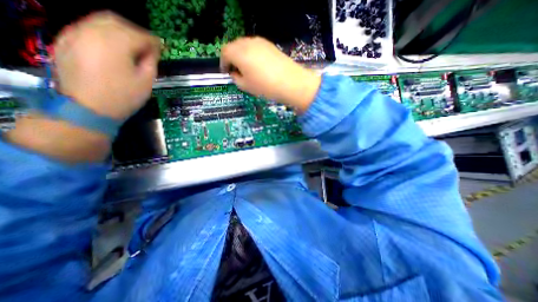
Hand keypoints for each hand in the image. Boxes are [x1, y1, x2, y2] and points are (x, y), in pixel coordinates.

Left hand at [53, 12, 158, 120]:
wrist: (87, 109)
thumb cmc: (123, 97)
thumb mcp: (146, 81)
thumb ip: (150, 62)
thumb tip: (152, 51)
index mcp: (115, 44)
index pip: (139, 35)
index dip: (154, 41)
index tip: (162, 48)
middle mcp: (91, 32)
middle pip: (117, 21)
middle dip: (136, 31)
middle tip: (148, 45)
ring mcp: (74, 34)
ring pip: (100, 22)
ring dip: (120, 31)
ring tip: (133, 47)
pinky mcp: (65, 41)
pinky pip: (88, 29)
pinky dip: (105, 35)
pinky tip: (114, 49)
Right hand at [220, 36, 320, 112]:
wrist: (291, 82)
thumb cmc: (265, 87)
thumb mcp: (246, 86)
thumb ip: (236, 78)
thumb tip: (234, 73)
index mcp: (239, 53)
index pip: (225, 52)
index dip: (223, 63)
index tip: (226, 72)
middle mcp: (248, 43)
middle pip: (234, 46)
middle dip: (231, 58)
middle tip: (235, 71)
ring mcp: (260, 42)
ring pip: (245, 45)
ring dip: (241, 55)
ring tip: (246, 69)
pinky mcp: (270, 45)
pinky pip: (255, 46)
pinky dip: (252, 54)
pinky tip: (257, 65)